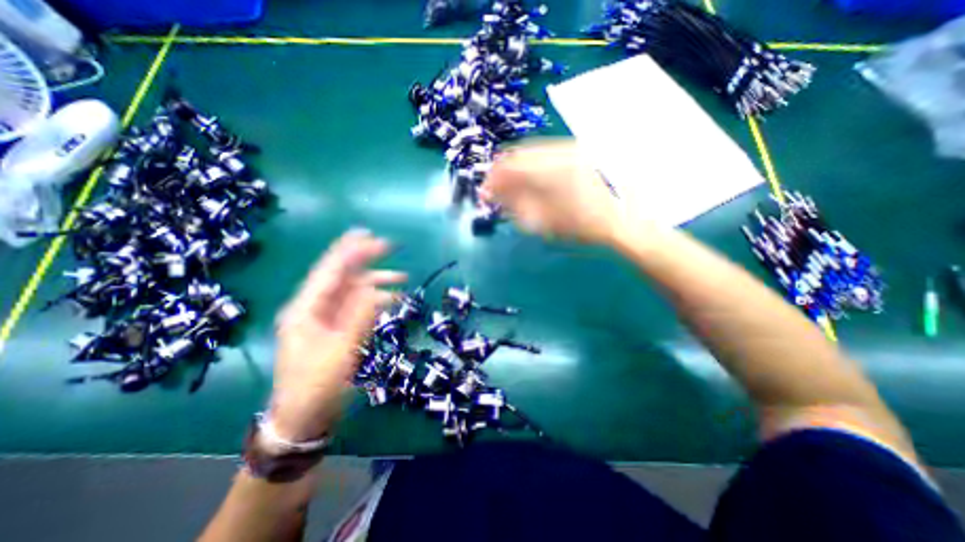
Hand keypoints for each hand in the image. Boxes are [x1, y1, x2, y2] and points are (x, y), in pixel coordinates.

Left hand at [269, 231, 404, 441]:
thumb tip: (375, 289)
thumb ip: (357, 318)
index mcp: (305, 310)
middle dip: (364, 260)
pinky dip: (375, 299)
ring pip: (352, 290)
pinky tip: (392, 298)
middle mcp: (314, 308)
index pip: (329, 272)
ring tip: (401, 278)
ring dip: (376, 282)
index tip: (369, 235)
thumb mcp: (339, 353)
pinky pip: (357, 305)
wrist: (305, 418)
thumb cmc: (316, 388)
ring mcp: (326, 318)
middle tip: (387, 247)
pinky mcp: (337, 327)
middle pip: (341, 276)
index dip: (348, 251)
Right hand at [482, 138, 626, 243]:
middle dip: (505, 172)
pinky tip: (536, 181)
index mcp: (551, 168)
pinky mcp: (582, 153)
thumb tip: (500, 197)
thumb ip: (520, 206)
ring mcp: (573, 149)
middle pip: (521, 153)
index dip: (493, 179)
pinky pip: (550, 154)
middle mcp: (560, 150)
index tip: (486, 192)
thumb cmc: (589, 226)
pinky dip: (536, 167)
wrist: (632, 218)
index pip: (510, 165)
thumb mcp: (550, 222)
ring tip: (515, 188)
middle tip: (498, 190)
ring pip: (535, 152)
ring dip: (520, 169)